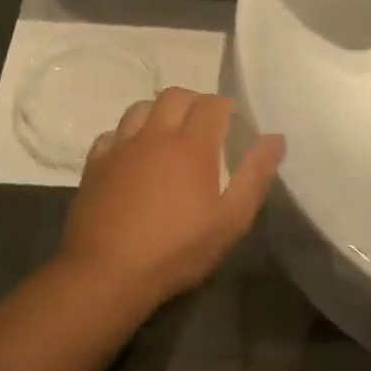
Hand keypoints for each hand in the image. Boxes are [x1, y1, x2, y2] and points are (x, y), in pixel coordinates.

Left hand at [61, 89, 285, 306]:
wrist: (107, 274)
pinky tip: (132, 156)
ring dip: (159, 112)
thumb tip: (275, 138)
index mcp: (192, 145)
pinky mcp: (95, 165)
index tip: (235, 125)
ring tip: (168, 135)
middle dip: (195, 102)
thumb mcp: (231, 220)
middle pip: (176, 95)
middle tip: (205, 126)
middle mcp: (155, 135)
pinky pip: (112, 134)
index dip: (228, 108)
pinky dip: (126, 136)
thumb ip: (255, 175)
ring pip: (140, 107)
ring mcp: (121, 147)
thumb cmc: (176, 250)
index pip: (213, 103)